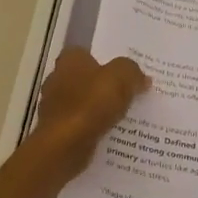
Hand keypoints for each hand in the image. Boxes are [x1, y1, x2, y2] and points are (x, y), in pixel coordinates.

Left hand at [27, 49, 150, 181]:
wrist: (65, 145)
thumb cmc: (90, 104)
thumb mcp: (121, 78)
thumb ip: (132, 72)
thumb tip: (142, 78)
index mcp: (70, 60)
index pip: (87, 53)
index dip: (106, 60)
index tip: (125, 71)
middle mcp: (57, 79)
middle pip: (86, 78)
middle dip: (104, 85)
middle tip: (131, 92)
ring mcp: (55, 106)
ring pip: (84, 102)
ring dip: (99, 108)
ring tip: (126, 115)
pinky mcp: (57, 129)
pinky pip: (81, 124)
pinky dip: (93, 127)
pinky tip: (111, 133)